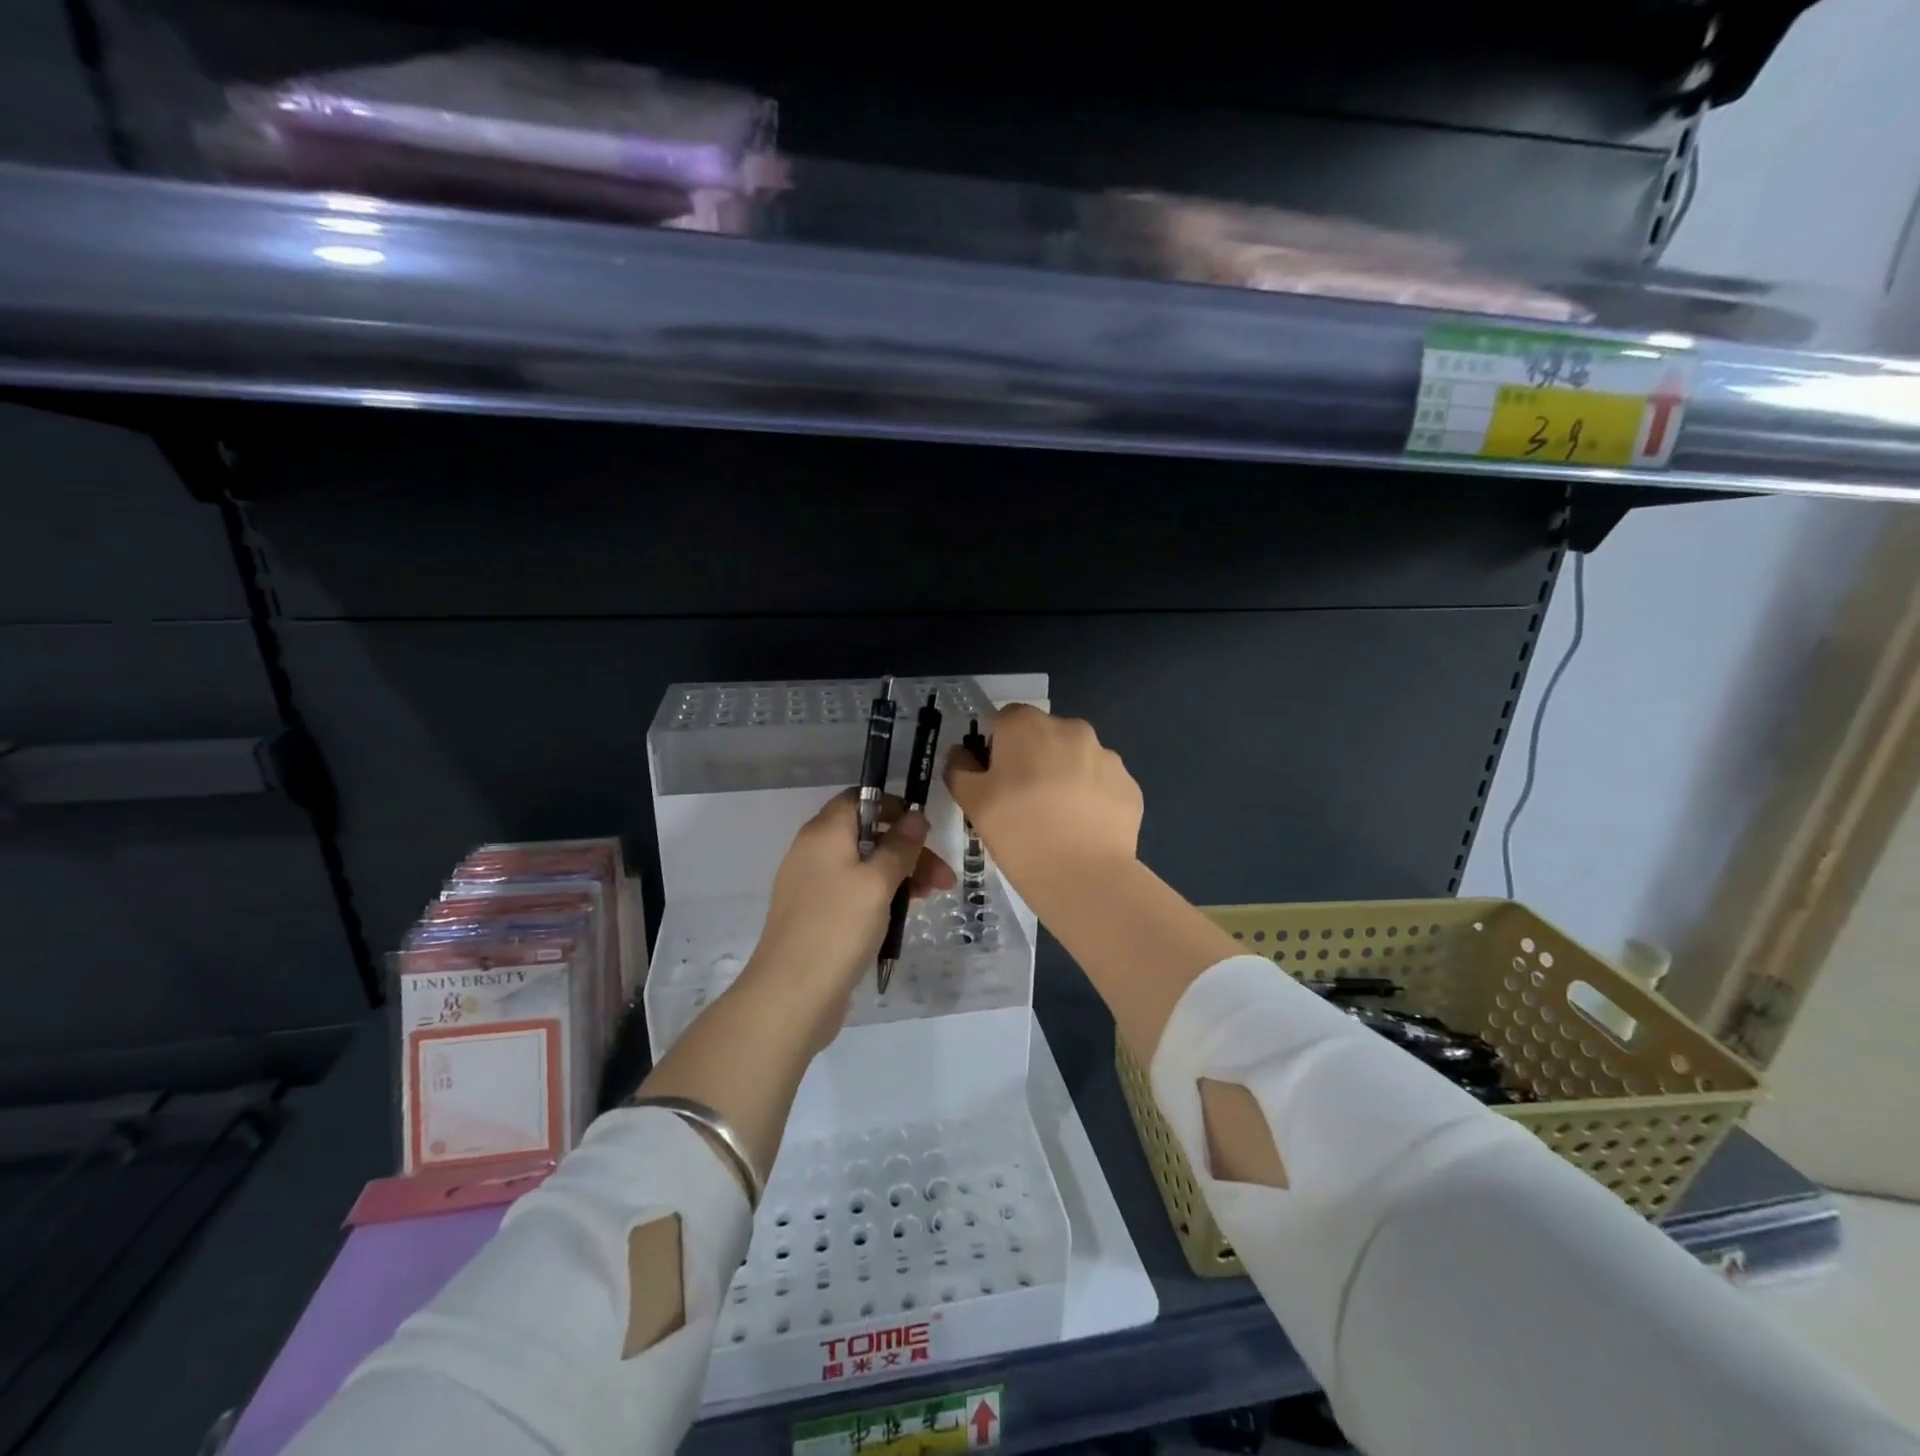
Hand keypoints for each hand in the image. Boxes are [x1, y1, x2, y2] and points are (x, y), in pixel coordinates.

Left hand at [747, 789, 955, 1048]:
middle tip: (943, 876)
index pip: (859, 799)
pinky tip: (904, 912)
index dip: (892, 806)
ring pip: (864, 866)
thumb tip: (915, 816)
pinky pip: (854, 891)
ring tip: (933, 896)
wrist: (792, 994)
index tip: (922, 826)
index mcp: (825, 833)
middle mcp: (814, 851)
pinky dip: (880, 895)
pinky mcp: (817, 915)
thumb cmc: (838, 926)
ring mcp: (813, 885)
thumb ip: (900, 846)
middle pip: (867, 835)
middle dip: (908, 850)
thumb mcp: (878, 881)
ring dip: (900, 874)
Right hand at [943, 704, 1142, 897]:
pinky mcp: (1130, 785)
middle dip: (1033, 759)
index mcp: (1027, 725)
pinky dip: (1090, 799)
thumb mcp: (971, 802)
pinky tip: (1081, 830)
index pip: (1004, 720)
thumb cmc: (1018, 832)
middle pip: (1043, 736)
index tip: (995, 780)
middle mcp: (1071, 728)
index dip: (996, 747)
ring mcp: (1106, 756)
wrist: (1084, 877)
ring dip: (1064, 777)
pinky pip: (1101, 784)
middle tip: (1022, 803)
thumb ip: (960, 768)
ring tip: (1056, 821)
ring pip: (1076, 759)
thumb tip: (963, 754)